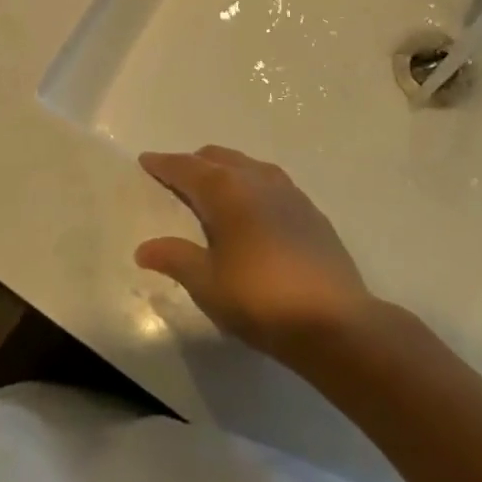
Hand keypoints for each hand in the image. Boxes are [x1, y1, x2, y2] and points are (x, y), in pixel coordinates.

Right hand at [135, 147, 378, 363]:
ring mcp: (287, 191)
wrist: (337, 323)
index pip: (185, 167)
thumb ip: (175, 259)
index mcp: (225, 189)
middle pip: (216, 158)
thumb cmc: (261, 300)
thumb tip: (144, 249)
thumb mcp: (208, 285)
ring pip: (246, 165)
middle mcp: (255, 178)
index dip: (163, 164)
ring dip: (225, 169)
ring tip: (214, 189)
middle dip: (193, 163)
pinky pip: (270, 182)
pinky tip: (254, 209)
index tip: (146, 161)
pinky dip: (251, 184)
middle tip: (176, 178)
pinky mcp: (310, 210)